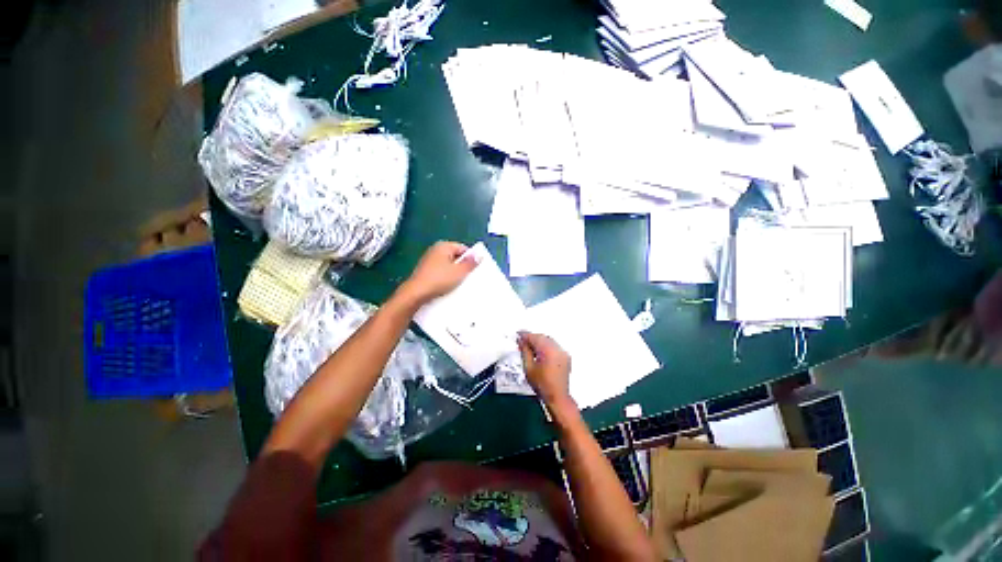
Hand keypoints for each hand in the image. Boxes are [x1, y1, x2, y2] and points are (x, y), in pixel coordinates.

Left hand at [400, 241, 477, 305]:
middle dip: (462, 266)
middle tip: (470, 277)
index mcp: (443, 246)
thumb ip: (470, 263)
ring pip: (448, 265)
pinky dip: (446, 277)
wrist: (416, 293)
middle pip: (455, 256)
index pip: (463, 248)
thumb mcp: (460, 272)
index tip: (475, 269)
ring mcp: (429, 261)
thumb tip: (479, 255)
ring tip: (460, 283)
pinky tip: (449, 286)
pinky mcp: (425, 271)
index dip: (471, 258)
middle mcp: (435, 250)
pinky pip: (440, 272)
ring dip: (454, 273)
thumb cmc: (439, 280)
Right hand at [517, 332, 572, 408]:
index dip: (525, 335)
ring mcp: (563, 352)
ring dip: (539, 341)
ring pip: (549, 340)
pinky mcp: (565, 356)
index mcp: (548, 350)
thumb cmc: (541, 384)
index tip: (518, 334)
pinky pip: (554, 346)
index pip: (535, 337)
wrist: (557, 397)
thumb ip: (525, 351)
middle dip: (532, 337)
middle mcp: (557, 349)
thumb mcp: (528, 368)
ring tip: (529, 346)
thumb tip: (521, 341)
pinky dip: (546, 346)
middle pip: (542, 337)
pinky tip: (540, 351)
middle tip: (522, 340)